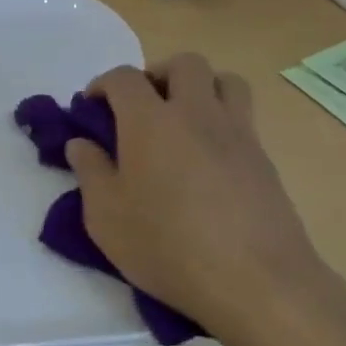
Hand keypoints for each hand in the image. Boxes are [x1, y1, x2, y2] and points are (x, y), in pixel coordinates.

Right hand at [64, 54, 328, 331]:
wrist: (255, 281)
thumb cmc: (167, 246)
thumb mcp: (106, 217)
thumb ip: (90, 172)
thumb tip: (81, 144)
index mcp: (150, 121)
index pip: (124, 78)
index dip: (103, 84)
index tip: (92, 108)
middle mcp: (196, 113)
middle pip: (183, 64)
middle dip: (157, 74)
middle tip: (142, 108)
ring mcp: (237, 132)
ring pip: (224, 80)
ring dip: (200, 87)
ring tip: (183, 120)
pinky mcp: (264, 158)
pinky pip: (243, 117)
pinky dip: (222, 120)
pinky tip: (208, 159)